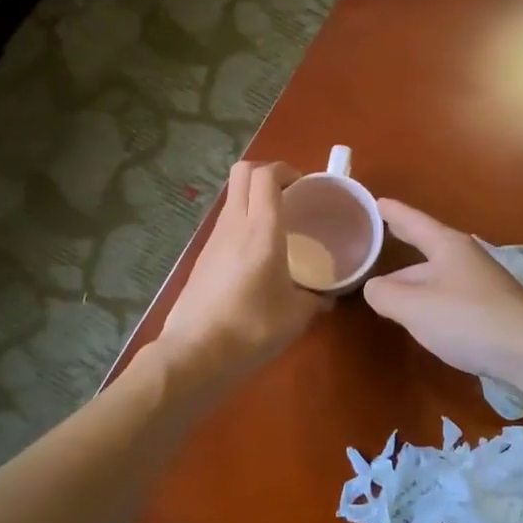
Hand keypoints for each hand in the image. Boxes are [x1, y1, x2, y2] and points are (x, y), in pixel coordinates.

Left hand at [159, 161, 325, 381]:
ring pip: (232, 197)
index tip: (304, 185)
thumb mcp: (296, 316)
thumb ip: (315, 300)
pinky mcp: (202, 256)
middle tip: (290, 195)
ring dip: (253, 198)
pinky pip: (225, 224)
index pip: (266, 175)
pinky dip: (242, 223)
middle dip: (267, 173)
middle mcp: (234, 223)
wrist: (196, 352)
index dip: (286, 170)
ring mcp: (214, 238)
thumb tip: (326, 298)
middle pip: (243, 172)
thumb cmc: (252, 327)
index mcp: (262, 229)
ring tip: (276, 225)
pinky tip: (256, 255)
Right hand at [363, 199, 522, 380]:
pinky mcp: (490, 308)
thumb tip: (373, 287)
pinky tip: (422, 313)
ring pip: (437, 275)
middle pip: (426, 248)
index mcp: (447, 246)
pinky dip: (429, 298)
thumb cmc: (467, 319)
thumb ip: (385, 294)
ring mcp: (481, 283)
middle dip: (402, 244)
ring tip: (389, 286)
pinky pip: (449, 295)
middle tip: (380, 236)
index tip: (375, 201)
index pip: (413, 222)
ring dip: (413, 278)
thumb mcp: (414, 307)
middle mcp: (465, 257)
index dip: (392, 212)